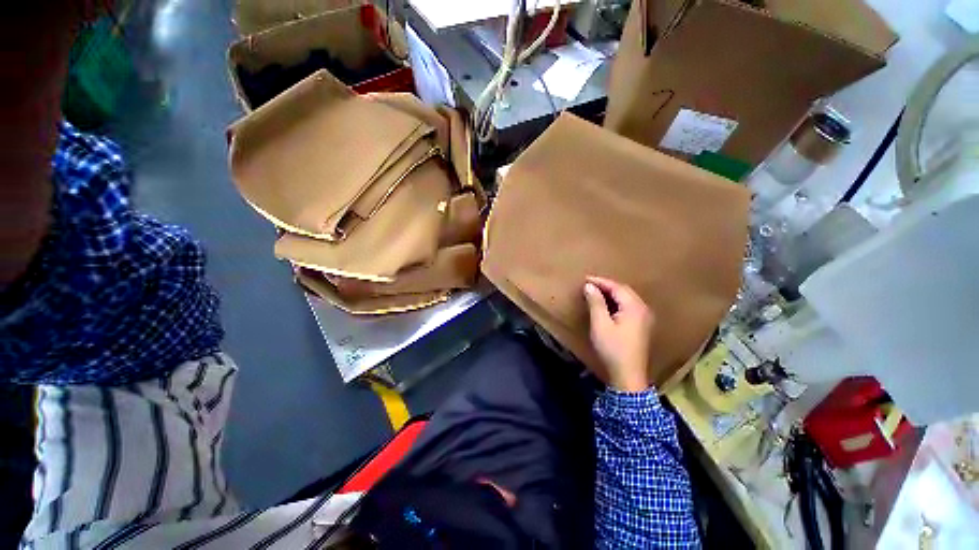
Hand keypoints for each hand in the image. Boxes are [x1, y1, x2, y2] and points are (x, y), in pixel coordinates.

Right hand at [583, 276, 654, 392]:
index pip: (617, 287)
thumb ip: (596, 303)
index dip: (601, 282)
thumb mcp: (600, 324)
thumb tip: (589, 286)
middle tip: (590, 284)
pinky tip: (608, 305)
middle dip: (607, 286)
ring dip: (612, 293)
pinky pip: (629, 306)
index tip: (585, 279)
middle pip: (624, 291)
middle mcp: (643, 309)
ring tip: (596, 292)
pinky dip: (617, 302)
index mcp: (634, 307)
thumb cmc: (612, 348)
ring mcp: (645, 318)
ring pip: (627, 298)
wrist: (628, 375)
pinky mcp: (642, 326)